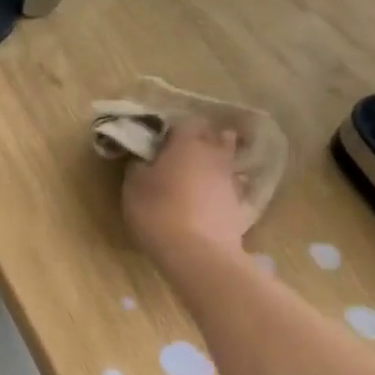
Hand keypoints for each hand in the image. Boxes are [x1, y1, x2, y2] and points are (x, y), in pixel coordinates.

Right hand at [122, 120, 253, 269]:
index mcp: (187, 142)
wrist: (197, 252)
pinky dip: (225, 189)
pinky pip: (234, 187)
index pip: (184, 122)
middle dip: (202, 141)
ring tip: (200, 176)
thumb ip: (139, 165)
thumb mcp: (134, 186)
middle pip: (215, 136)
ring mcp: (231, 178)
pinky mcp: (240, 203)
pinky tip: (214, 199)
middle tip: (183, 155)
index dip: (172, 131)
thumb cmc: (158, 211)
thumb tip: (143, 158)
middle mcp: (214, 153)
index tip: (159, 144)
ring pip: (228, 160)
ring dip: (216, 164)